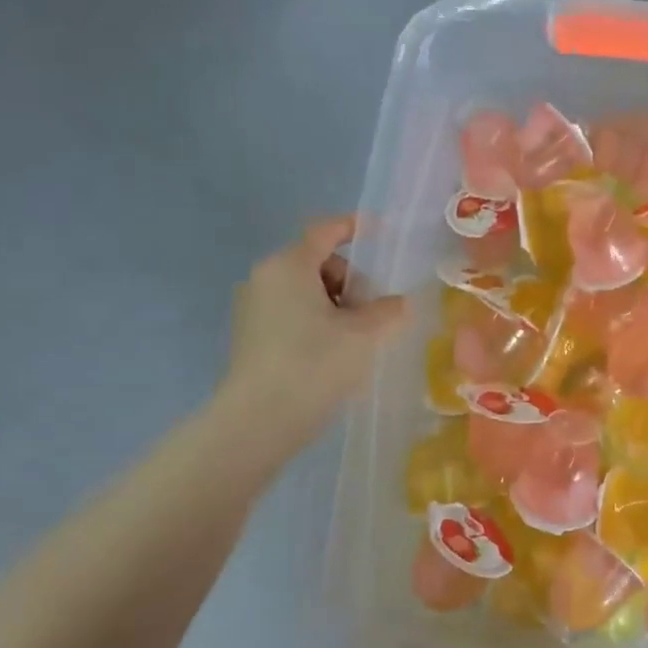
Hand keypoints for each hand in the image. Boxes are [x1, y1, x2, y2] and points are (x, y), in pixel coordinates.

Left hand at [219, 215, 406, 443]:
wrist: (259, 420)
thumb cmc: (315, 364)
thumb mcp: (365, 335)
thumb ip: (389, 310)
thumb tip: (397, 303)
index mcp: (289, 265)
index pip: (325, 231)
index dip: (354, 227)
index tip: (380, 232)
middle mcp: (265, 278)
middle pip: (318, 263)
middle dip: (350, 282)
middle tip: (371, 315)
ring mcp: (252, 308)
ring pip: (306, 291)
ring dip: (336, 306)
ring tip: (355, 340)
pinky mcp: (250, 336)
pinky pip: (292, 314)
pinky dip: (316, 323)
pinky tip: (332, 354)